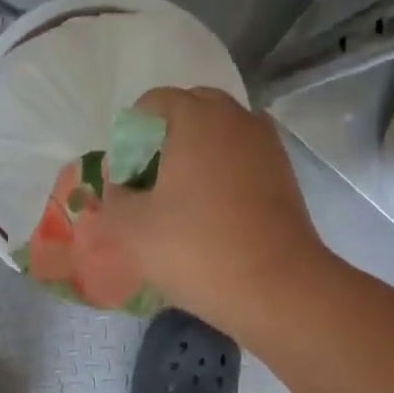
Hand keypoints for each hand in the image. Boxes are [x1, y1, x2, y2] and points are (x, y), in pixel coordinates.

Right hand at [76, 86, 329, 332]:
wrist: (275, 287)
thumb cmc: (196, 249)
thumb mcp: (132, 230)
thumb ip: (110, 202)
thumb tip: (113, 191)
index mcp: (196, 118)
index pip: (152, 104)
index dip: (129, 138)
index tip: (122, 179)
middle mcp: (236, 118)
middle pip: (189, 113)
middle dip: (162, 142)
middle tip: (147, 186)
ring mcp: (266, 145)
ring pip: (218, 137)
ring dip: (194, 158)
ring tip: (177, 202)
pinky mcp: (283, 175)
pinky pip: (240, 160)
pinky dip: (220, 175)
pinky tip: (208, 214)